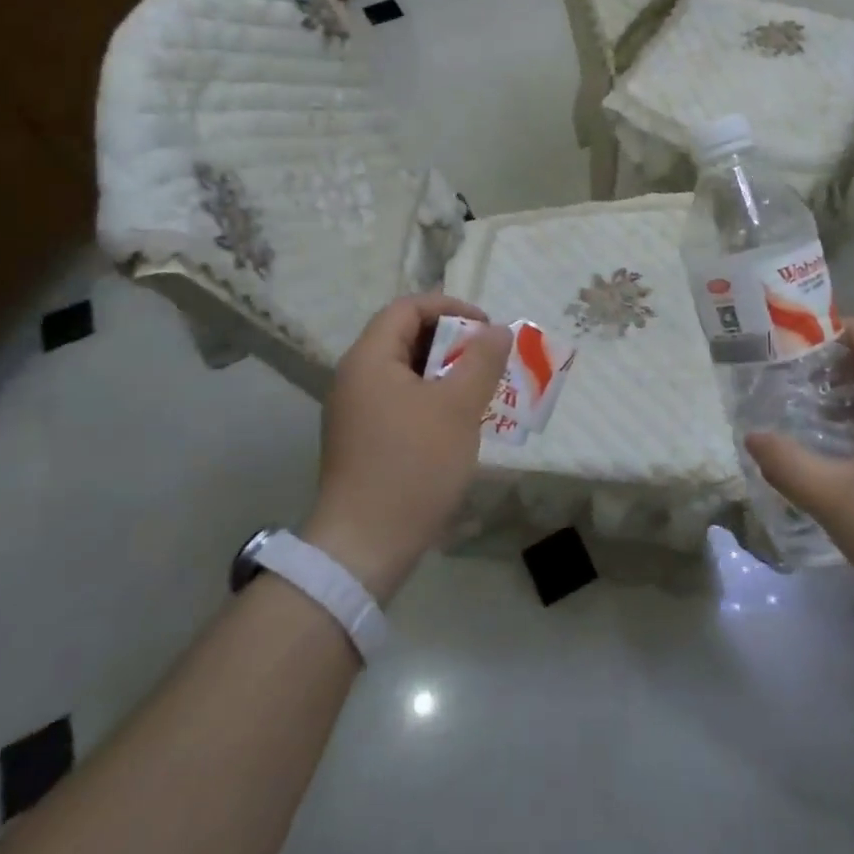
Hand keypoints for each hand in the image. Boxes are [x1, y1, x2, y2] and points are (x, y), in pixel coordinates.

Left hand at [304, 294, 511, 601]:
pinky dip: (431, 399)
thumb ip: (481, 360)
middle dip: (452, 341)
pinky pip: (400, 401)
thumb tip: (497, 330)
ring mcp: (355, 412)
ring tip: (480, 389)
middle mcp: (355, 378)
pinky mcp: (362, 441)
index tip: (487, 328)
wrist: (365, 546)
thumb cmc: (414, 465)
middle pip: (404, 337)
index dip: (450, 308)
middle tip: (488, 359)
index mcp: (369, 359)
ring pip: (405, 372)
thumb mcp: (458, 407)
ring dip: (445, 372)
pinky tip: (458, 423)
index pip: (407, 308)